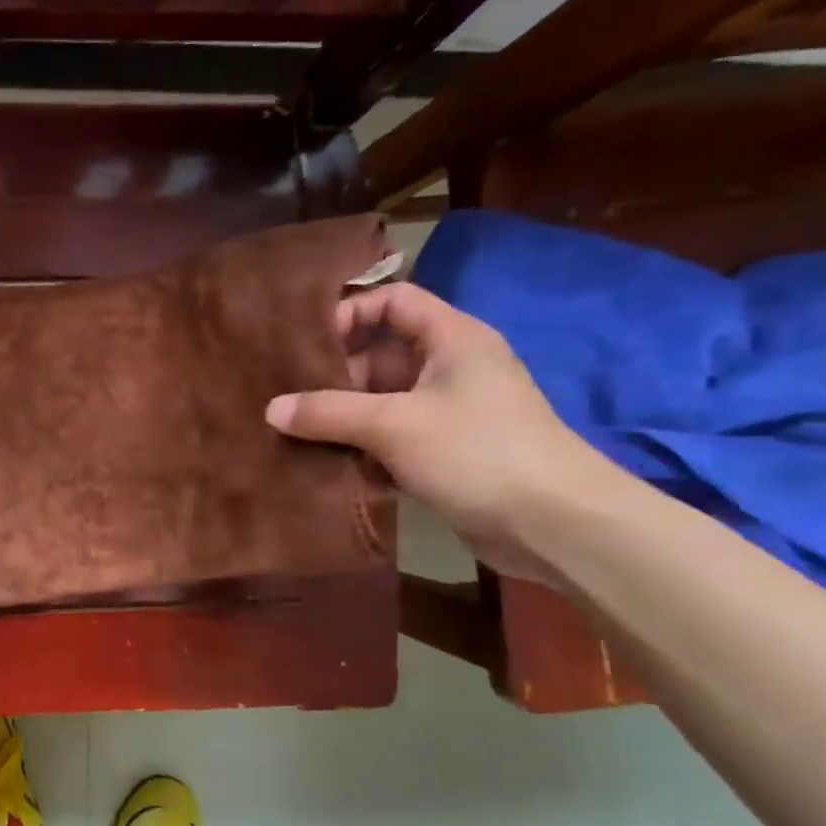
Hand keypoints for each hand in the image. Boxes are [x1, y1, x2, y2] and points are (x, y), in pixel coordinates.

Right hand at [264, 283, 610, 581]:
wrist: (554, 525)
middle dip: (334, 376)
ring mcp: (450, 411)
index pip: (394, 301)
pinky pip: (392, 436)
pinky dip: (363, 447)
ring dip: (343, 416)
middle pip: (379, 354)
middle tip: (289, 397)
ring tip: (296, 433)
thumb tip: (271, 409)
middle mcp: (451, 367)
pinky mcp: (447, 450)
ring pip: (382, 400)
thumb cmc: (476, 452)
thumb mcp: (392, 425)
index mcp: (451, 338)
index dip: (350, 313)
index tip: (307, 345)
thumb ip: (327, 413)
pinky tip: (329, 464)